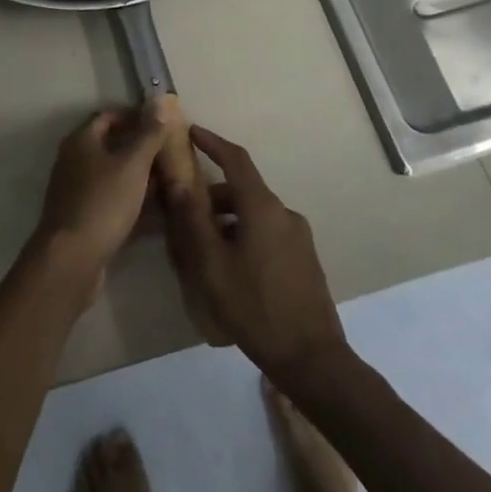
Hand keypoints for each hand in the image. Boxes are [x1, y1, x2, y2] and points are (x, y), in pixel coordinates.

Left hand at [28, 109, 165, 298]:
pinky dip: (136, 207)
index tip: (161, 123)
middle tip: (171, 155)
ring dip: (142, 181)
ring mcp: (78, 193)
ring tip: (173, 185)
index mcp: (81, 141)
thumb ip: (148, 134)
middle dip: (142, 151)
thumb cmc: (103, 202)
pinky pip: (115, 206)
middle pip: (112, 148)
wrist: (72, 259)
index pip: (108, 117)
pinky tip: (162, 217)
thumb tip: (160, 101)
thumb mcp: (132, 164)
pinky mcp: (85, 221)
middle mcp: (75, 162)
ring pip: (115, 179)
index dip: (133, 116)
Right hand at [164, 126, 345, 380]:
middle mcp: (284, 212)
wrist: (312, 359)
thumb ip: (193, 220)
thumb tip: (178, 182)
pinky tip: (231, 264)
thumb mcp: (212, 265)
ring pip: (255, 212)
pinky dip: (244, 232)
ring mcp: (298, 235)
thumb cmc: (255, 307)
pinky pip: (268, 230)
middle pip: (243, 188)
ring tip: (203, 243)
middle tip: (185, 208)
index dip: (212, 142)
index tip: (191, 132)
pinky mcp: (304, 257)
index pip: (236, 159)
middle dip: (213, 192)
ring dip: (228, 217)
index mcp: (262, 207)